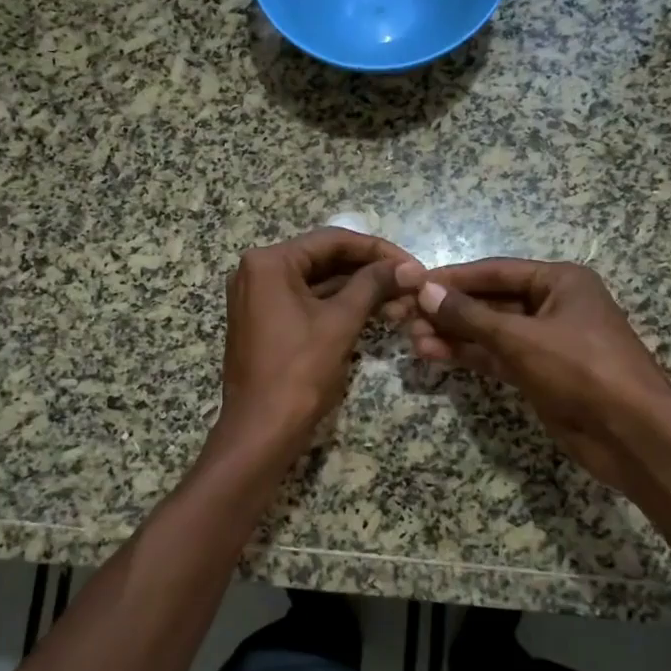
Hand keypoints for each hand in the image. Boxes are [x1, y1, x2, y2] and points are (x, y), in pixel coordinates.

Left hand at [215, 228, 408, 458]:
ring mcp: (259, 298)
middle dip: (370, 272)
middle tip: (410, 283)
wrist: (262, 430)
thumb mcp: (340, 323)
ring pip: (318, 283)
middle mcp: (257, 272)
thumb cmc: (299, 372)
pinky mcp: (265, 322)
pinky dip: (338, 307)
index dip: (377, 250)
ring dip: (358, 291)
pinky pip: (307, 303)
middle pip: (324, 259)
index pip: (332, 241)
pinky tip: (375, 313)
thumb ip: (373, 285)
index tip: (412, 264)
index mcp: (268, 262)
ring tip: (401, 301)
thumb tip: (408, 266)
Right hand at [394, 258, 670, 494]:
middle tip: (405, 316)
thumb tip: (425, 290)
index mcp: (560, 282)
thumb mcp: (522, 338)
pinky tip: (435, 355)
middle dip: (449, 310)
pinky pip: (497, 357)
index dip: (453, 278)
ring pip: (490, 332)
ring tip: (411, 339)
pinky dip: (469, 356)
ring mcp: (546, 342)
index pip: (495, 271)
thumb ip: (471, 316)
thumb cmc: (583, 370)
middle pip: (491, 302)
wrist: (633, 435)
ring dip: (454, 335)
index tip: (412, 283)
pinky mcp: (540, 374)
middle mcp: (553, 305)